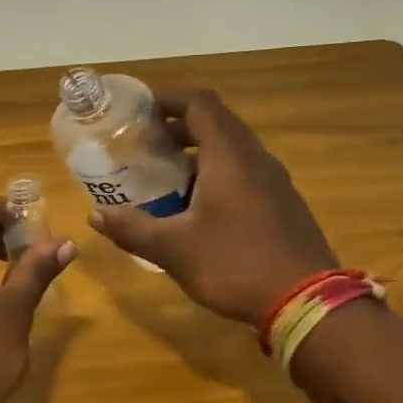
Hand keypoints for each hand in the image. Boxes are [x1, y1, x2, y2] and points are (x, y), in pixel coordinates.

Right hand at [89, 89, 336, 324]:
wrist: (306, 302)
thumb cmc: (235, 264)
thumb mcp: (174, 249)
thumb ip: (133, 228)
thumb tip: (95, 216)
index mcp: (229, 156)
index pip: (200, 103)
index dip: (168, 99)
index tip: (139, 113)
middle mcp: (255, 159)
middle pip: (216, 124)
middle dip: (177, 128)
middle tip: (144, 147)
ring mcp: (274, 182)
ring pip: (231, 151)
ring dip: (197, 154)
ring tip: (164, 178)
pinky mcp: (282, 205)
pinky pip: (244, 174)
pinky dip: (215, 176)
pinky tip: (196, 211)